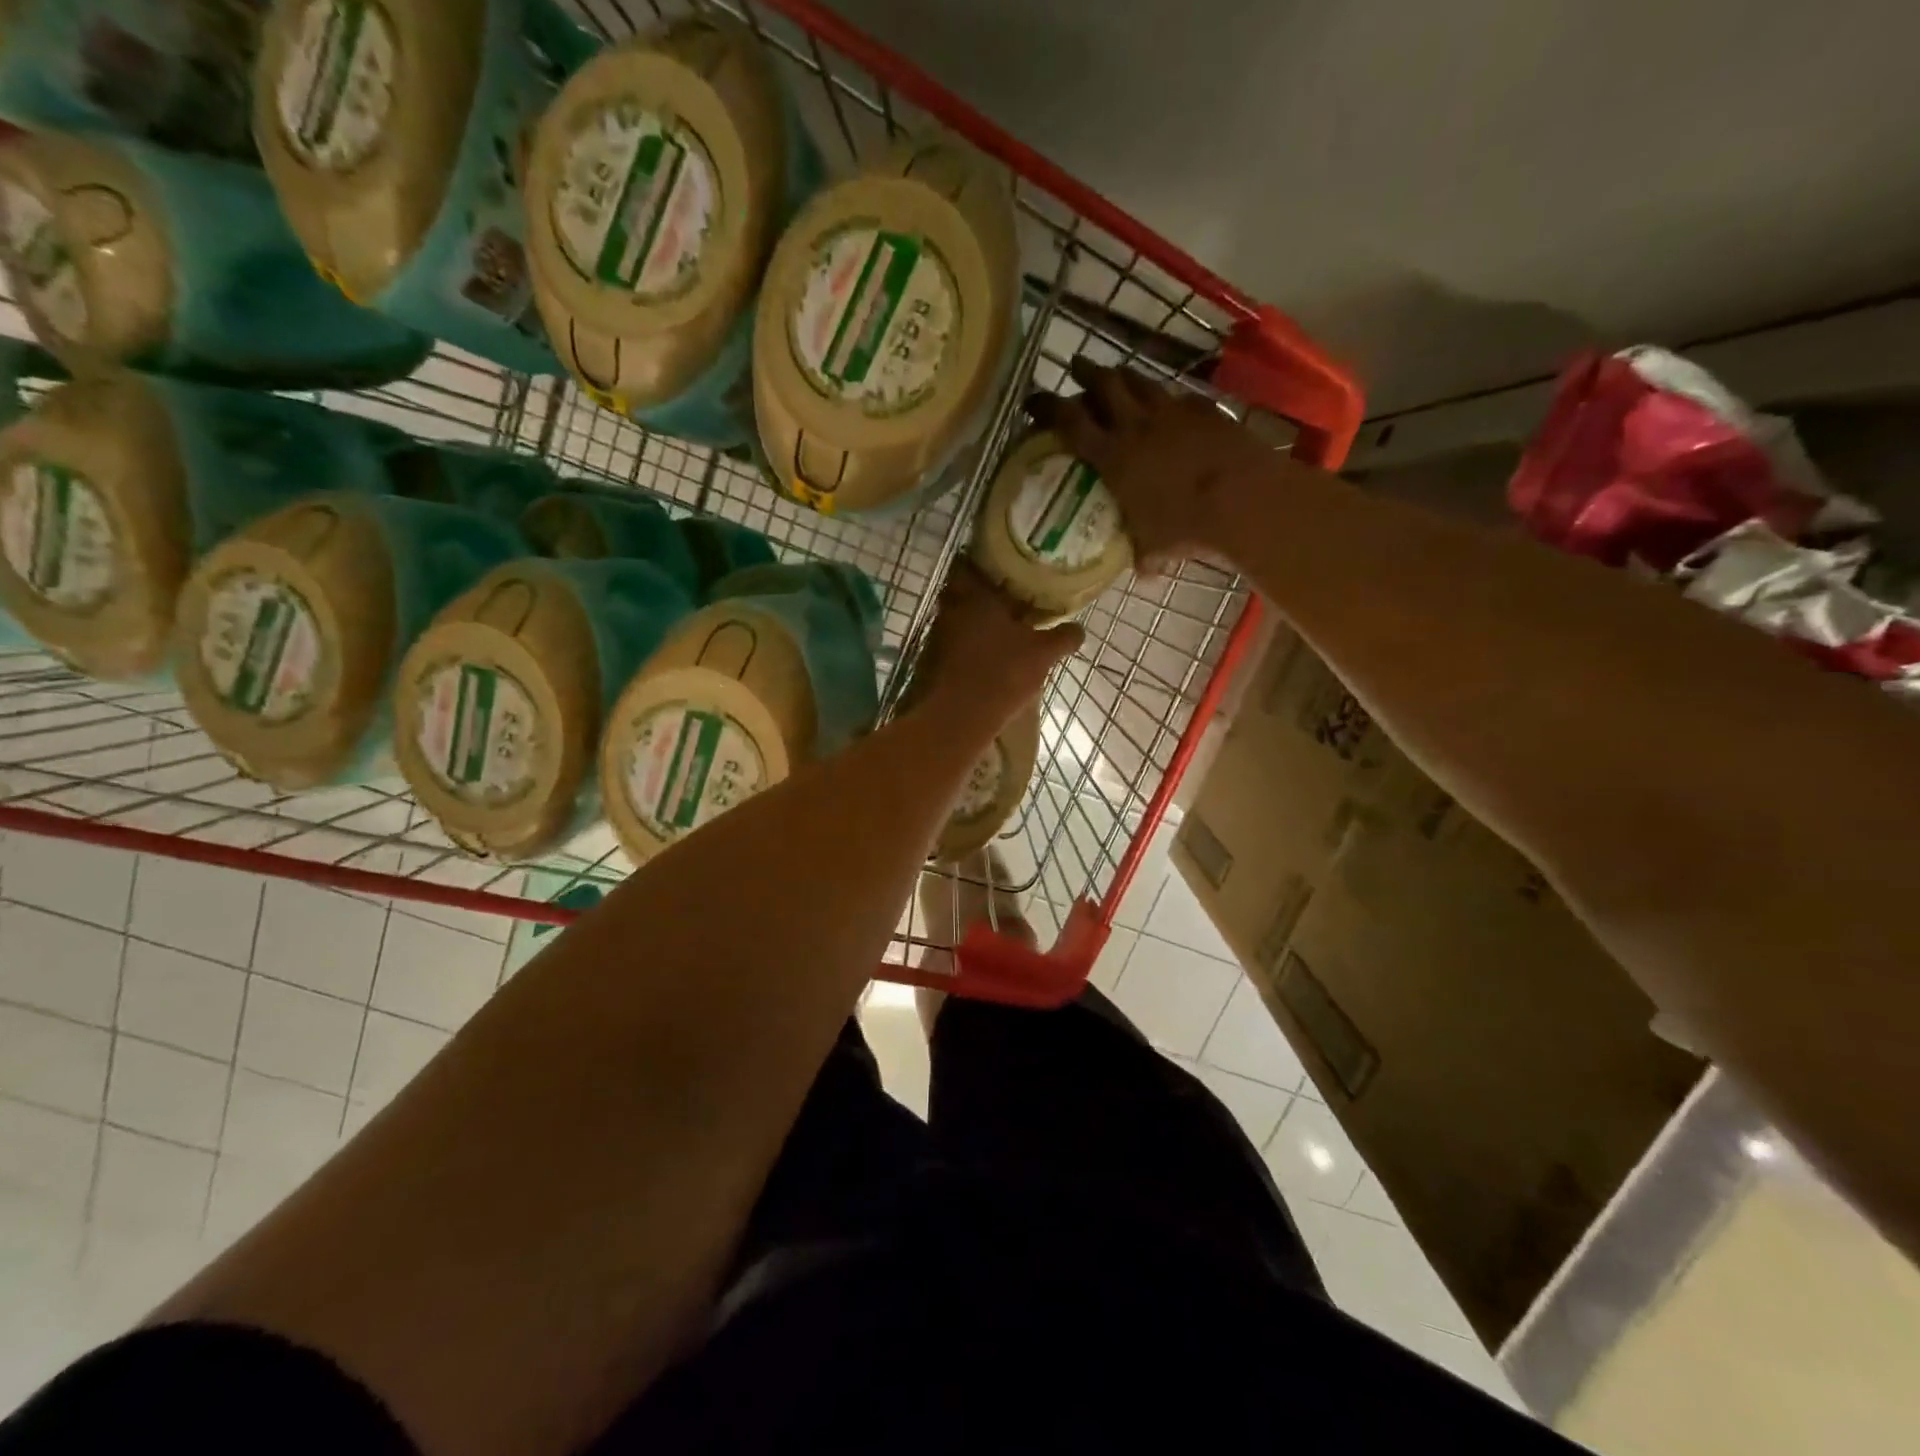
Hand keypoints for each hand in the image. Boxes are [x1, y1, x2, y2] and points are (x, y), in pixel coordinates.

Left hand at [912, 564, 1082, 726]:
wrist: (958, 718)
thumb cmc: (1002, 673)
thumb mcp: (1043, 654)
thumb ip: (1063, 637)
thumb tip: (1079, 629)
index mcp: (974, 594)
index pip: (970, 564)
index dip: (987, 563)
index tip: (1006, 568)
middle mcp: (950, 609)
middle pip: (963, 592)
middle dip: (983, 595)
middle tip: (1009, 600)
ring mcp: (938, 636)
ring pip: (958, 618)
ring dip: (976, 621)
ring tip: (1003, 629)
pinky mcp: (933, 661)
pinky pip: (954, 643)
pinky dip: (969, 645)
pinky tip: (988, 655)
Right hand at [1027, 359, 1288, 572]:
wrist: (1243, 500)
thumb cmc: (1186, 527)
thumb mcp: (1153, 547)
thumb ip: (1142, 554)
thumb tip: (1142, 570)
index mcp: (1112, 457)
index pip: (1070, 421)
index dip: (1048, 406)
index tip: (1033, 399)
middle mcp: (1136, 425)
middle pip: (1104, 384)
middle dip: (1085, 372)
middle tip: (1075, 367)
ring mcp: (1172, 412)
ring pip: (1139, 380)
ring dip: (1123, 376)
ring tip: (1116, 376)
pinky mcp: (1203, 409)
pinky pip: (1176, 395)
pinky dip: (1164, 396)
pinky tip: (1166, 403)